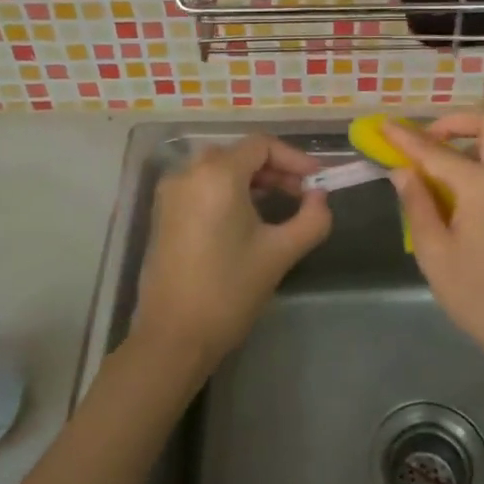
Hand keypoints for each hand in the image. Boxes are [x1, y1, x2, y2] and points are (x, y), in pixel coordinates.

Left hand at [132, 135, 331, 372]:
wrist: (173, 337)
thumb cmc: (229, 291)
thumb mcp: (280, 253)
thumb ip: (311, 219)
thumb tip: (320, 198)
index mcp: (217, 175)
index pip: (261, 145)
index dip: (294, 158)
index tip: (317, 180)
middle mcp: (188, 173)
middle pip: (239, 153)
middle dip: (274, 168)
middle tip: (302, 193)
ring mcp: (170, 193)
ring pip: (218, 168)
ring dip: (251, 179)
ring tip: (278, 204)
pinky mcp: (162, 214)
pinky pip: (200, 186)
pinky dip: (227, 190)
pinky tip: (246, 218)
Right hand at [386, 112, 483, 376]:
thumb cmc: (480, 296)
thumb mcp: (435, 253)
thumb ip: (417, 204)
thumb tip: (403, 172)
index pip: (435, 150)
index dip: (405, 138)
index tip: (383, 126)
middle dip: (453, 123)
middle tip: (424, 142)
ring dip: (472, 139)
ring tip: (439, 164)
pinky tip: (463, 188)